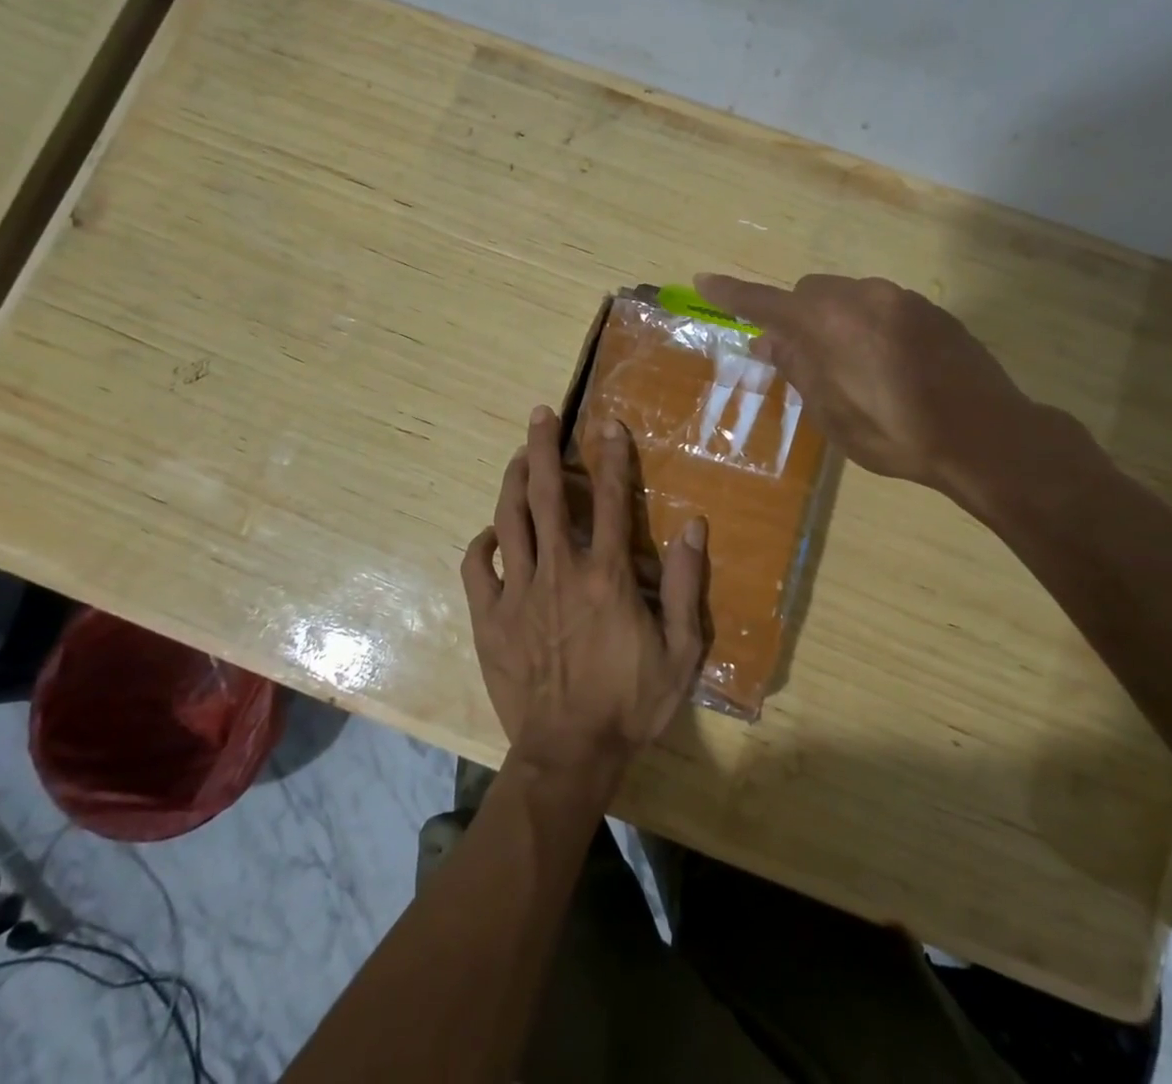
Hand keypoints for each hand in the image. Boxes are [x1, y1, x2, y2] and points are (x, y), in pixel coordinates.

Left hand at [461, 406, 709, 774]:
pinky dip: (482, 543)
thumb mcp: (681, 652)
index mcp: (606, 576)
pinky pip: (477, 568)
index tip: (607, 425)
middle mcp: (559, 571)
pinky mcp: (490, 618)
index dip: (610, 457)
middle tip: (539, 415)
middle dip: (542, 448)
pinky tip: (491, 533)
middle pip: (546, 495)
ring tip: (518, 456)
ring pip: (508, 520)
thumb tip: (694, 526)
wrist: (569, 755)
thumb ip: (688, 586)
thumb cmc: (631, 703)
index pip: (608, 499)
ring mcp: (519, 593)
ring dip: (512, 481)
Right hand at [694, 272, 1085, 520]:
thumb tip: (768, 341)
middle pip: (810, 292)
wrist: (987, 436)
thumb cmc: (898, 435)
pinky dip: (867, 324)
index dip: (733, 294)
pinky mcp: (931, 310)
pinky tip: (887, 365)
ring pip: (847, 296)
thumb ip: (798, 369)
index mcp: (830, 325)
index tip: (704, 280)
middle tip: (800, 358)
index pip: (767, 303)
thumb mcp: (834, 415)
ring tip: (851, 369)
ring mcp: (901, 299)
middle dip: (796, 317)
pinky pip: (881, 306)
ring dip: (834, 321)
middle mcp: (863, 297)